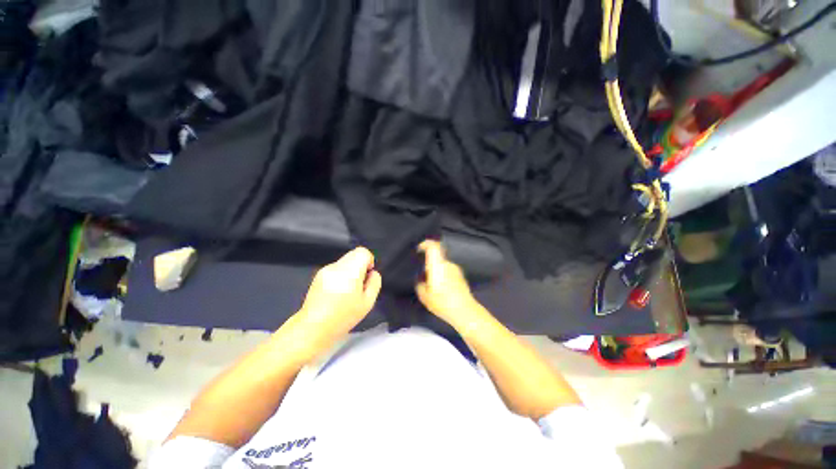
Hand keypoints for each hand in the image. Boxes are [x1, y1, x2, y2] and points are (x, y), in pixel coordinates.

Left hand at [295, 247, 381, 344]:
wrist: (313, 327)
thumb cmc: (343, 317)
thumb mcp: (367, 303)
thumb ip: (374, 283)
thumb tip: (372, 273)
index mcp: (350, 271)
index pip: (362, 251)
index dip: (369, 261)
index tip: (367, 275)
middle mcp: (336, 266)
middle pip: (353, 254)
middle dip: (360, 265)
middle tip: (359, 284)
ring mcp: (325, 270)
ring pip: (344, 261)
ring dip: (350, 270)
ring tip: (347, 290)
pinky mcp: (318, 275)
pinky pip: (336, 268)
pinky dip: (341, 274)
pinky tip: (336, 292)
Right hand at [415, 240, 478, 325]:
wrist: (464, 310)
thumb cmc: (442, 301)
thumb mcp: (424, 296)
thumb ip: (419, 284)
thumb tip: (421, 279)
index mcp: (437, 265)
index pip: (433, 246)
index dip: (425, 244)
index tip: (419, 249)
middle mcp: (447, 263)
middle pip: (437, 256)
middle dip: (429, 263)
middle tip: (423, 274)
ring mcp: (456, 269)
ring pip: (443, 265)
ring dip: (437, 271)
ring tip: (432, 284)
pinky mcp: (461, 276)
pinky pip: (449, 271)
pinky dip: (443, 276)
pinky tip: (442, 289)